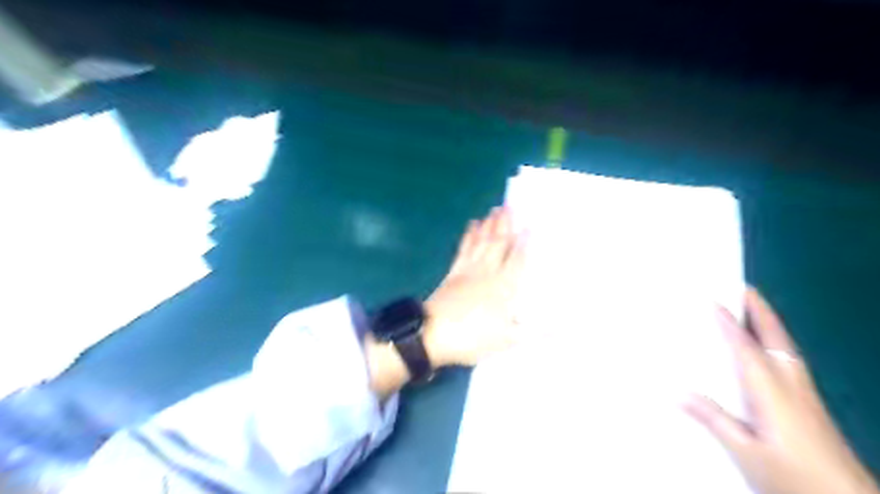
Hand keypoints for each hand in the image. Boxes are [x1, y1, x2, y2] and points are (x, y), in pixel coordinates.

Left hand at [422, 206, 525, 368]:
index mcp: (504, 287)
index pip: (518, 260)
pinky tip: (472, 225)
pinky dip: (469, 235)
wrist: (433, 334)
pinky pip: (464, 248)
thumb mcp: (508, 340)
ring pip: (482, 242)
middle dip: (506, 225)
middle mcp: (488, 273)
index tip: (530, 225)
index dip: (524, 242)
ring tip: (496, 209)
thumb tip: (563, 327)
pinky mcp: (453, 272)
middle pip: (499, 244)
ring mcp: (469, 270)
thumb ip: (535, 331)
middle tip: (511, 205)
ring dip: (490, 225)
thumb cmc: (472, 338)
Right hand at [684, 289, 875, 492]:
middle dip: (761, 311)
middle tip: (744, 288)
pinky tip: (768, 349)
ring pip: (786, 348)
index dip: (730, 323)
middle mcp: (791, 384)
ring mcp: (805, 394)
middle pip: (776, 339)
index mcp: (772, 391)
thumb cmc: (794, 475)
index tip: (713, 300)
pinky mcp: (811, 404)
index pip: (746, 348)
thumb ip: (714, 419)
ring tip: (752, 309)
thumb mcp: (746, 451)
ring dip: (769, 324)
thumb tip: (678, 393)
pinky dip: (775, 343)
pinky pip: (789, 361)